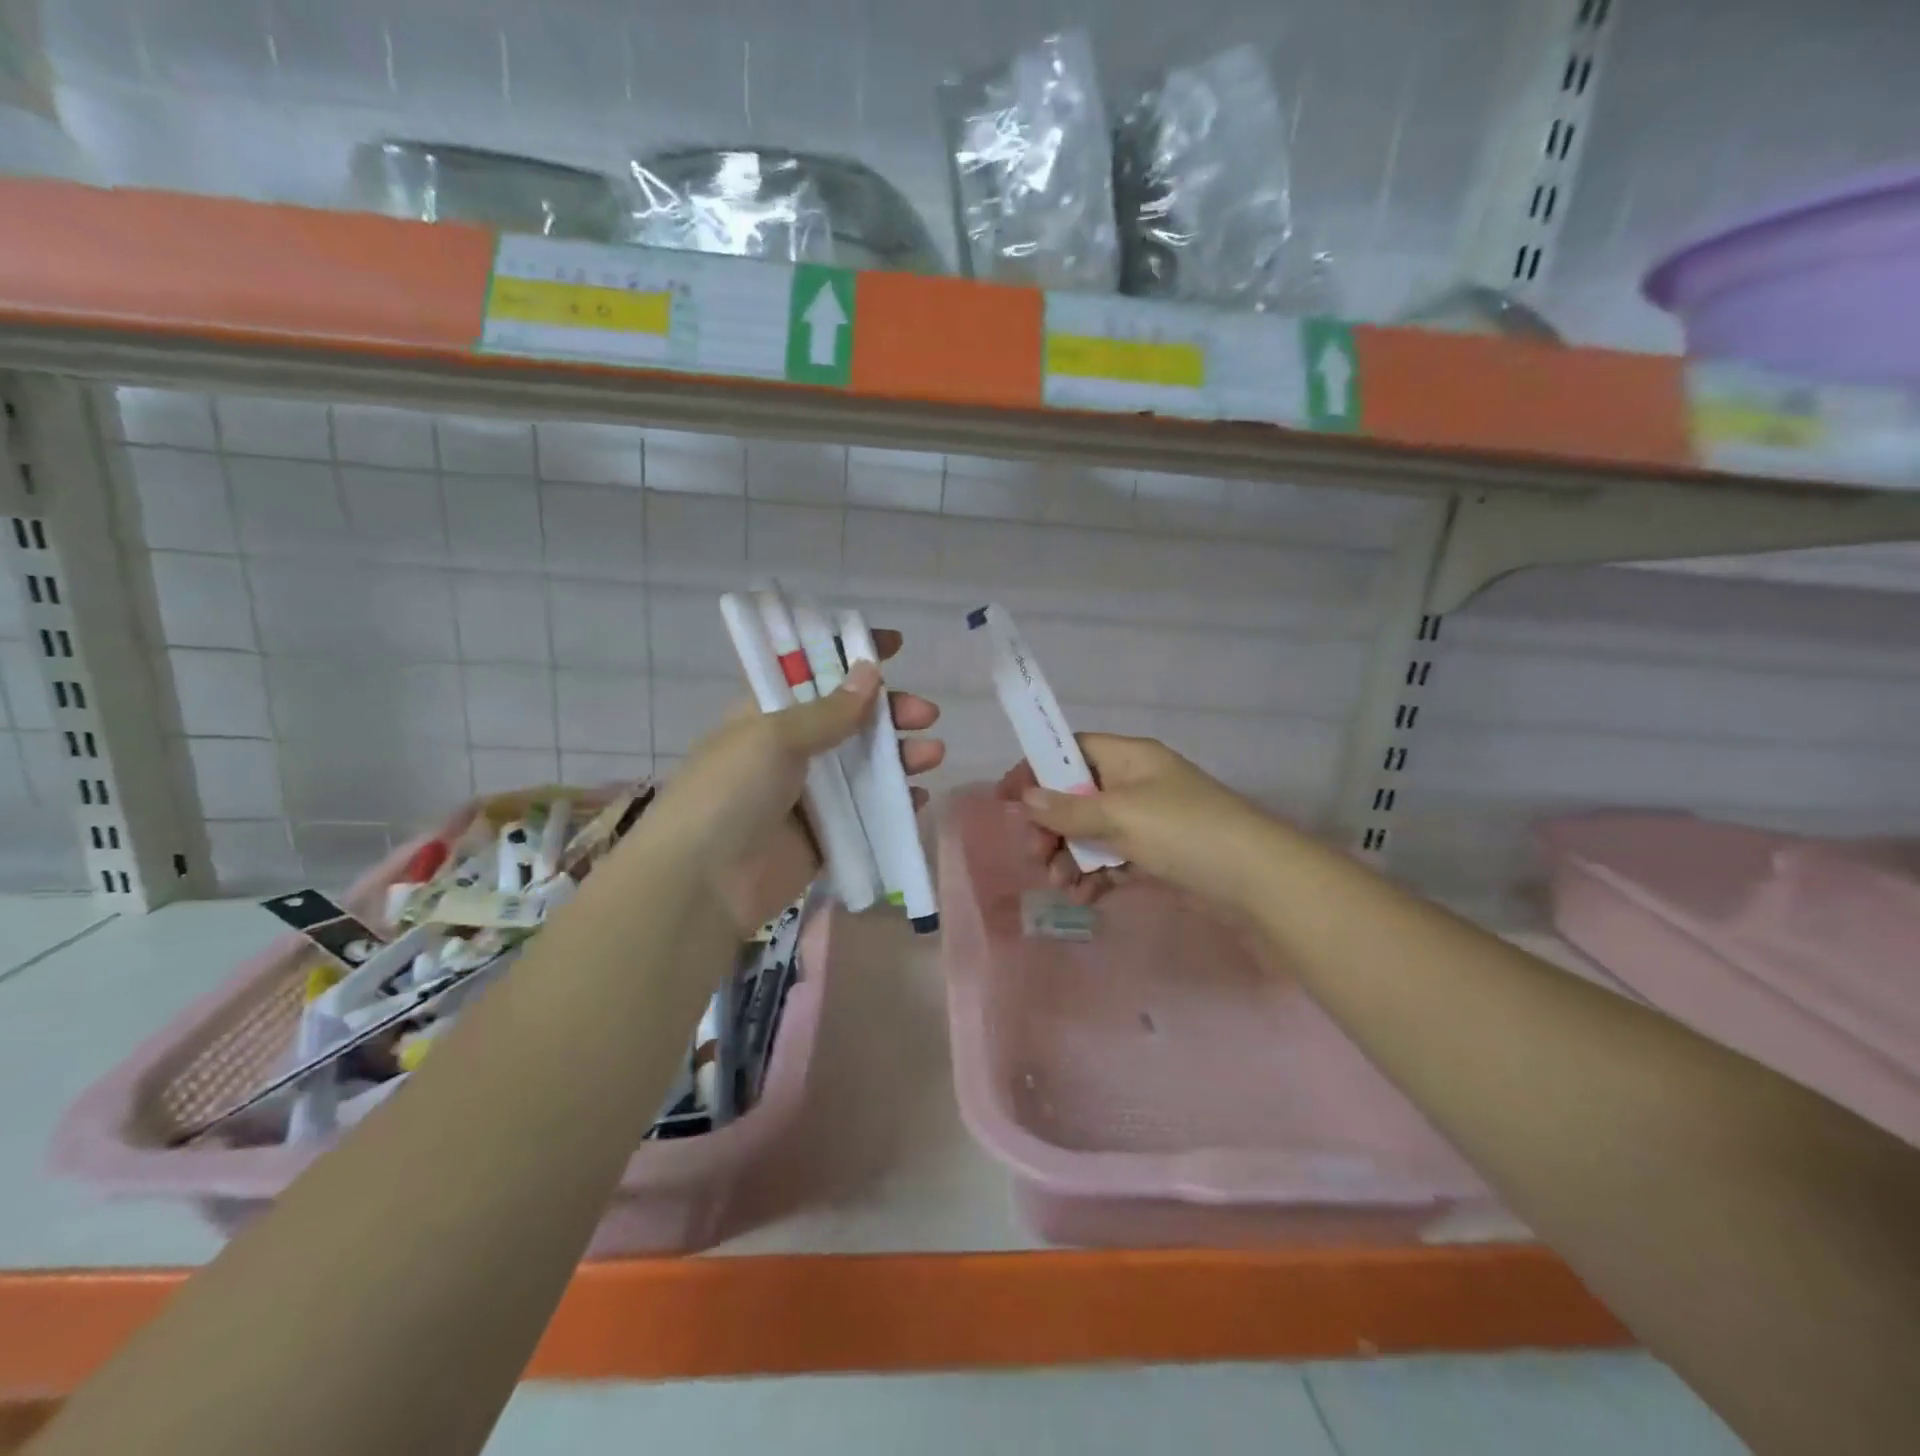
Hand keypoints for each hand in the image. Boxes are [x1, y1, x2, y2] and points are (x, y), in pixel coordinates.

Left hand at [650, 630, 943, 931]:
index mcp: (767, 714)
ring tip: (932, 754)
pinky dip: (894, 803)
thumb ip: (828, 710)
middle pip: (851, 720)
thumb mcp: (773, 736)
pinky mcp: (826, 836)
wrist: (702, 884)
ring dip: (900, 755)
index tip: (894, 645)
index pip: (813, 672)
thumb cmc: (730, 791)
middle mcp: (790, 749)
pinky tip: (917, 796)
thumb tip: (871, 672)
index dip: (850, 655)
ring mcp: (810, 795)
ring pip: (866, 765)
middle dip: (890, 711)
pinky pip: (868, 813)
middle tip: (925, 713)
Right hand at [997, 734, 1275, 906]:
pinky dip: (1094, 876)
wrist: (1257, 882)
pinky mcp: (1156, 857)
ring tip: (1060, 884)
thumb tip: (1025, 797)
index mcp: (1130, 758)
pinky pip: (1111, 860)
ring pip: (1091, 833)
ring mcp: (1147, 823)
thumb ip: (1070, 808)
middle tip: (1034, 853)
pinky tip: (1083, 897)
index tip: (1007, 799)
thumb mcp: (1121, 814)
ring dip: (1069, 856)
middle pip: (1076, 796)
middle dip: (1051, 825)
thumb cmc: (1185, 831)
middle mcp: (1136, 785)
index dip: (1037, 769)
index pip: (1073, 750)